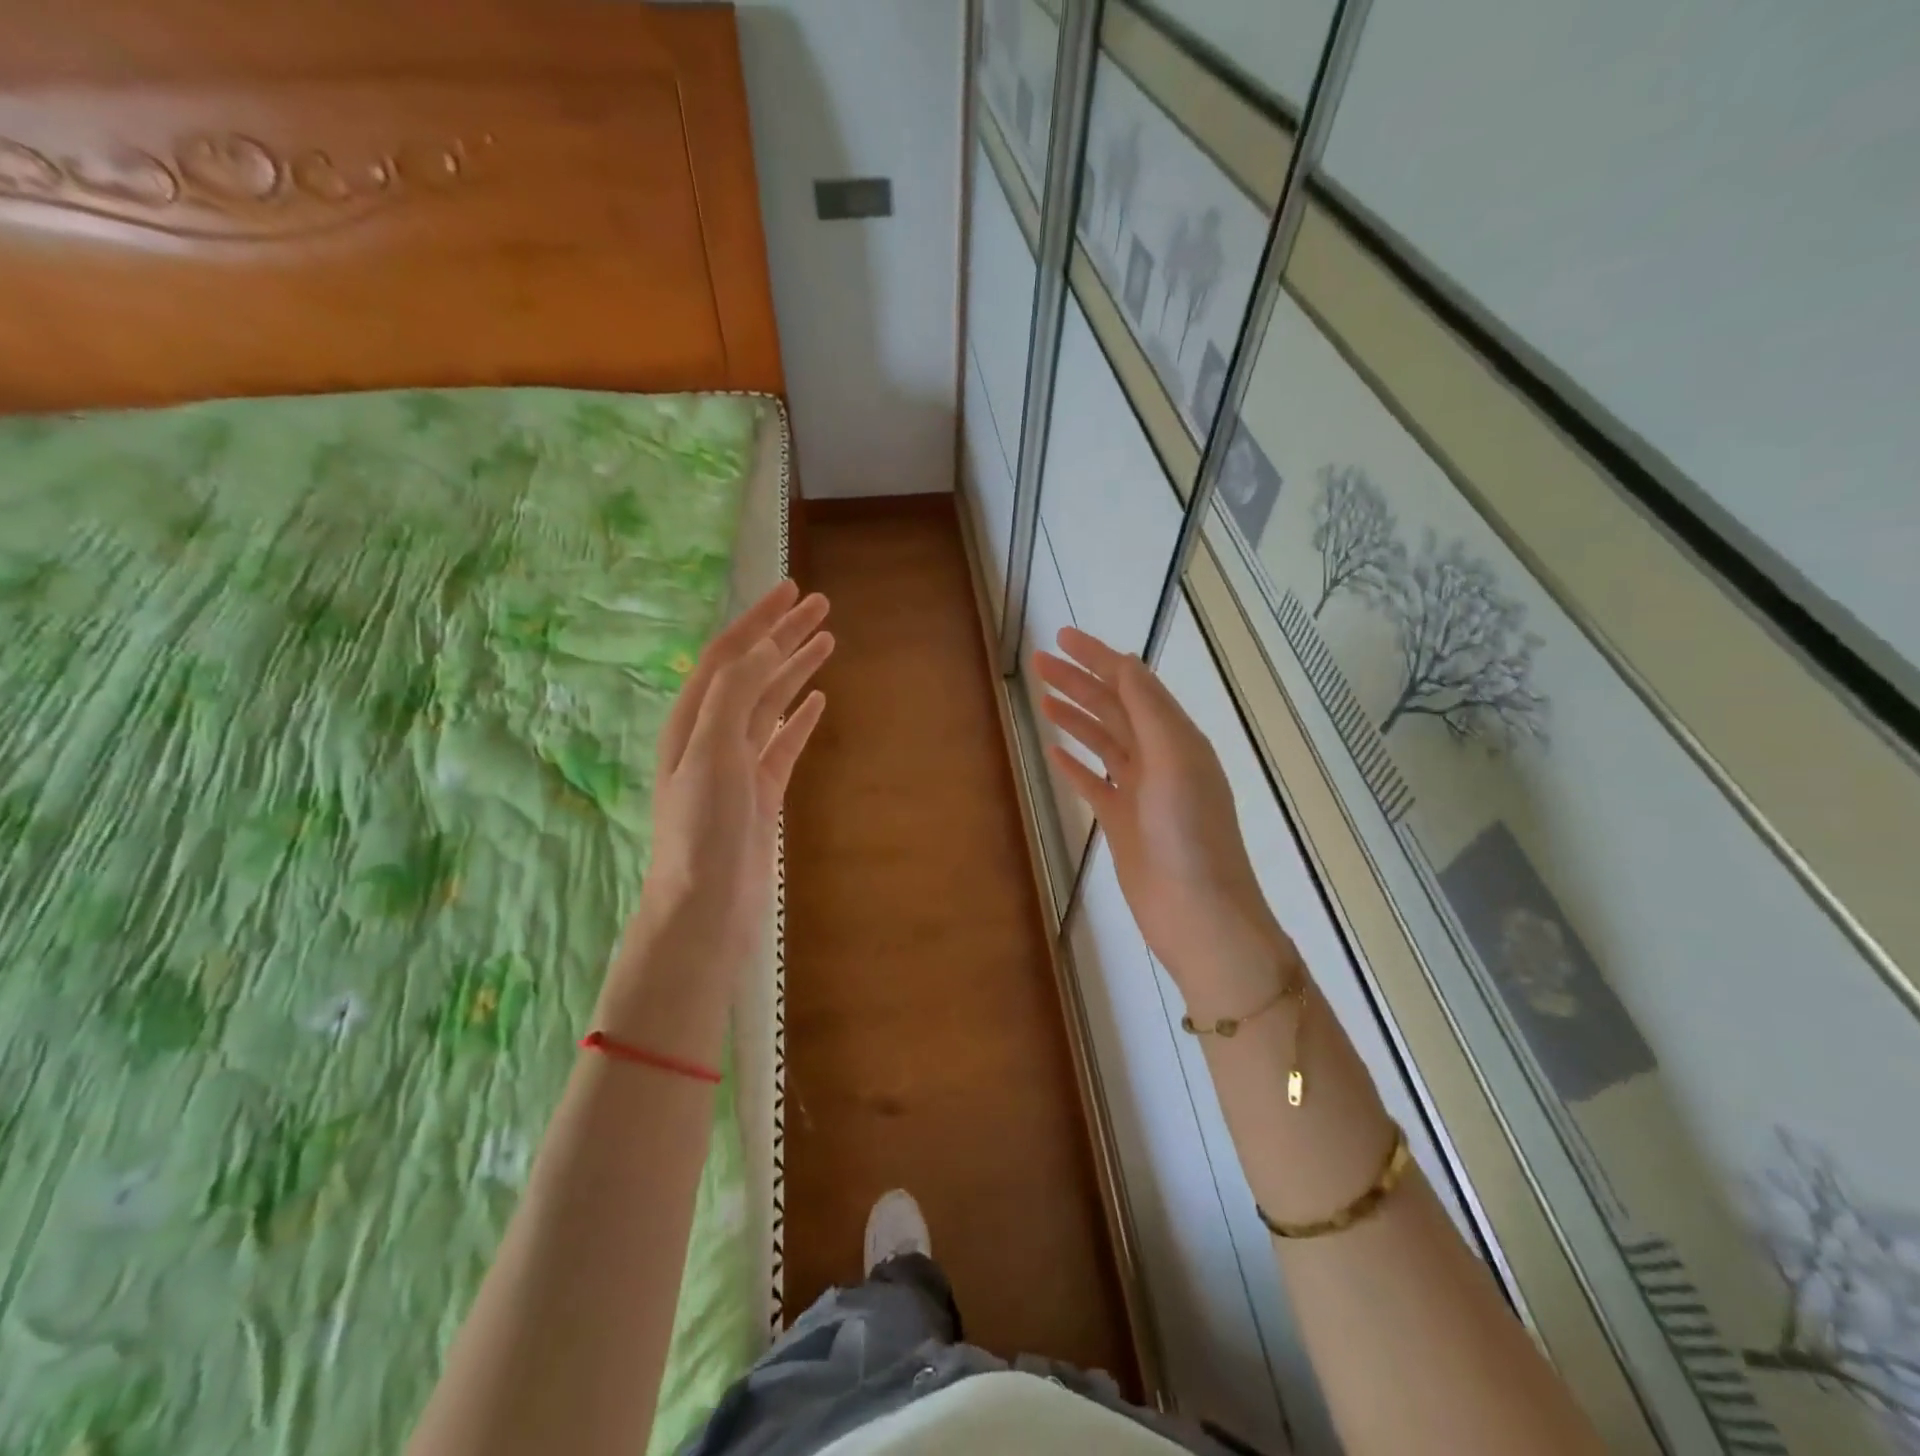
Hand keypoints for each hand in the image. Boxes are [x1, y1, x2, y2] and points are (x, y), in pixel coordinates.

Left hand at [617, 581, 831, 992]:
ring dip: (796, 669)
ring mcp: (739, 762)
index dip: (759, 620)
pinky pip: (784, 741)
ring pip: (771, 702)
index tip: (792, 591)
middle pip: (753, 670)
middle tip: (821, 605)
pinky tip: (818, 701)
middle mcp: (713, 733)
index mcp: (693, 719)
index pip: (728, 654)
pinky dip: (800, 717)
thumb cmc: (702, 831)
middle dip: (784, 635)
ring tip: (827, 641)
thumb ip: (734, 696)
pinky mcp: (762, 790)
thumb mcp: (712, 753)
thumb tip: (766, 650)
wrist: (706, 906)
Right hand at [1034, 626, 1296, 1018]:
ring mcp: (1140, 791)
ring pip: (1102, 742)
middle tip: (1038, 663)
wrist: (1197, 912)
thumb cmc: (1189, 833)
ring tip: (1041, 697)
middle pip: (1113, 709)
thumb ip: (1149, 710)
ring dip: (1074, 716)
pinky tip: (1054, 752)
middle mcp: (1160, 758)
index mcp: (1177, 738)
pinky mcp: (1123, 822)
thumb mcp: (1174, 759)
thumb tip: (1125, 662)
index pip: (1133, 685)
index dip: (1098, 658)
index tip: (1061, 638)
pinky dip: (1075, 765)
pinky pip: (1094, 783)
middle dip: (1078, 682)